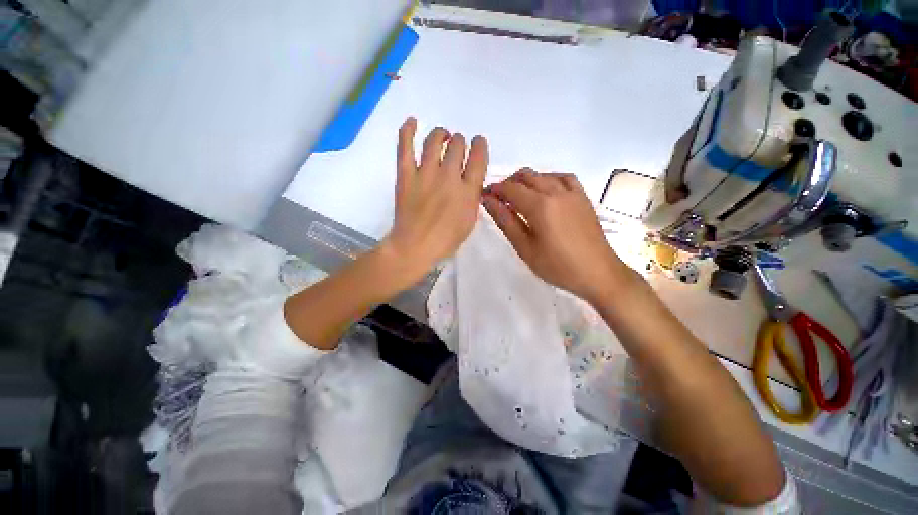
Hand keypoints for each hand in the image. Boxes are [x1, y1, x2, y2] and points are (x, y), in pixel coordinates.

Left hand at [384, 117, 488, 275]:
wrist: (415, 246)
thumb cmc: (445, 240)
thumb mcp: (469, 222)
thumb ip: (473, 198)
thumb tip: (471, 182)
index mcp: (467, 191)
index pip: (478, 158)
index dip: (480, 145)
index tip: (478, 142)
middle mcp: (449, 177)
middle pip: (457, 145)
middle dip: (460, 142)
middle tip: (456, 147)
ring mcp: (426, 173)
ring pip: (435, 140)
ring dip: (441, 133)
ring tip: (442, 135)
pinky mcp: (406, 175)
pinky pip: (405, 146)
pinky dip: (407, 131)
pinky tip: (412, 121)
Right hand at [483, 169, 628, 303]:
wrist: (598, 273)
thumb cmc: (558, 266)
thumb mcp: (525, 248)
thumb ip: (506, 221)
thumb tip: (488, 201)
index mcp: (540, 206)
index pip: (510, 188)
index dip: (494, 190)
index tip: (484, 197)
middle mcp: (555, 191)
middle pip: (525, 176)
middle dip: (507, 184)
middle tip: (499, 200)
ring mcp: (572, 192)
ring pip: (543, 175)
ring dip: (526, 181)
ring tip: (518, 197)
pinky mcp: (582, 197)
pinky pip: (563, 177)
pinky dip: (548, 179)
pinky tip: (545, 191)